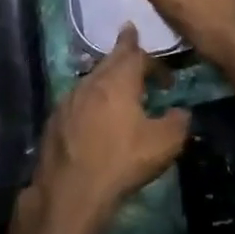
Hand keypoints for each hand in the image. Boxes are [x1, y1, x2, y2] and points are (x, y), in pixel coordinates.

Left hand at [33, 23, 190, 230]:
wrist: (70, 193)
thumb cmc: (122, 161)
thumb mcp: (165, 143)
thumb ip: (178, 121)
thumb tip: (181, 112)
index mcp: (118, 81)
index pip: (136, 54)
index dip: (154, 61)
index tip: (166, 75)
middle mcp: (91, 82)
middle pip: (110, 60)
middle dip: (124, 52)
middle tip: (130, 41)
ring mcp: (68, 101)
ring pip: (91, 80)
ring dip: (106, 79)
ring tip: (117, 86)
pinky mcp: (53, 121)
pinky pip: (77, 101)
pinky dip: (90, 101)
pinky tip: (93, 117)